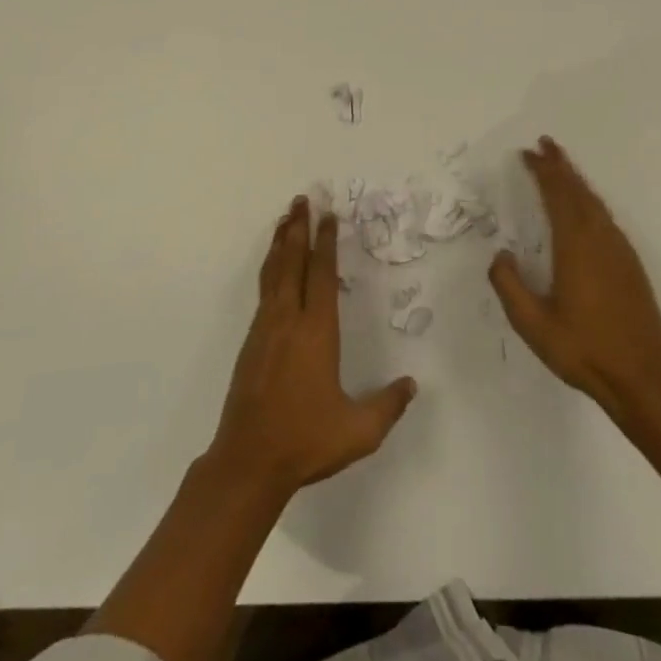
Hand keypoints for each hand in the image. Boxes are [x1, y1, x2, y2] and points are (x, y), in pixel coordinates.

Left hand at [208, 198, 417, 496]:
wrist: (248, 460)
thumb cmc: (306, 440)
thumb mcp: (358, 431)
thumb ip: (388, 406)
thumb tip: (411, 385)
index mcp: (316, 332)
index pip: (322, 275)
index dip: (326, 242)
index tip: (328, 216)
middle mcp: (288, 320)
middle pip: (292, 262)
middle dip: (297, 228)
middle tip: (302, 199)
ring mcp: (265, 328)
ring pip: (273, 272)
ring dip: (280, 242)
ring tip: (285, 219)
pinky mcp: (251, 342)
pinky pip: (264, 290)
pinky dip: (270, 267)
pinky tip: (273, 267)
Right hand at [489, 137, 660, 416]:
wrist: (644, 378)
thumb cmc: (584, 349)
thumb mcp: (533, 324)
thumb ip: (509, 286)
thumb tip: (500, 256)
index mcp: (575, 245)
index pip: (557, 195)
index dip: (542, 171)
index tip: (528, 153)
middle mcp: (600, 239)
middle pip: (579, 191)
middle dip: (560, 166)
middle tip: (544, 145)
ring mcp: (619, 250)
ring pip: (595, 203)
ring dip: (576, 181)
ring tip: (561, 167)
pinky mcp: (631, 265)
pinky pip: (606, 218)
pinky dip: (590, 201)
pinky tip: (585, 208)